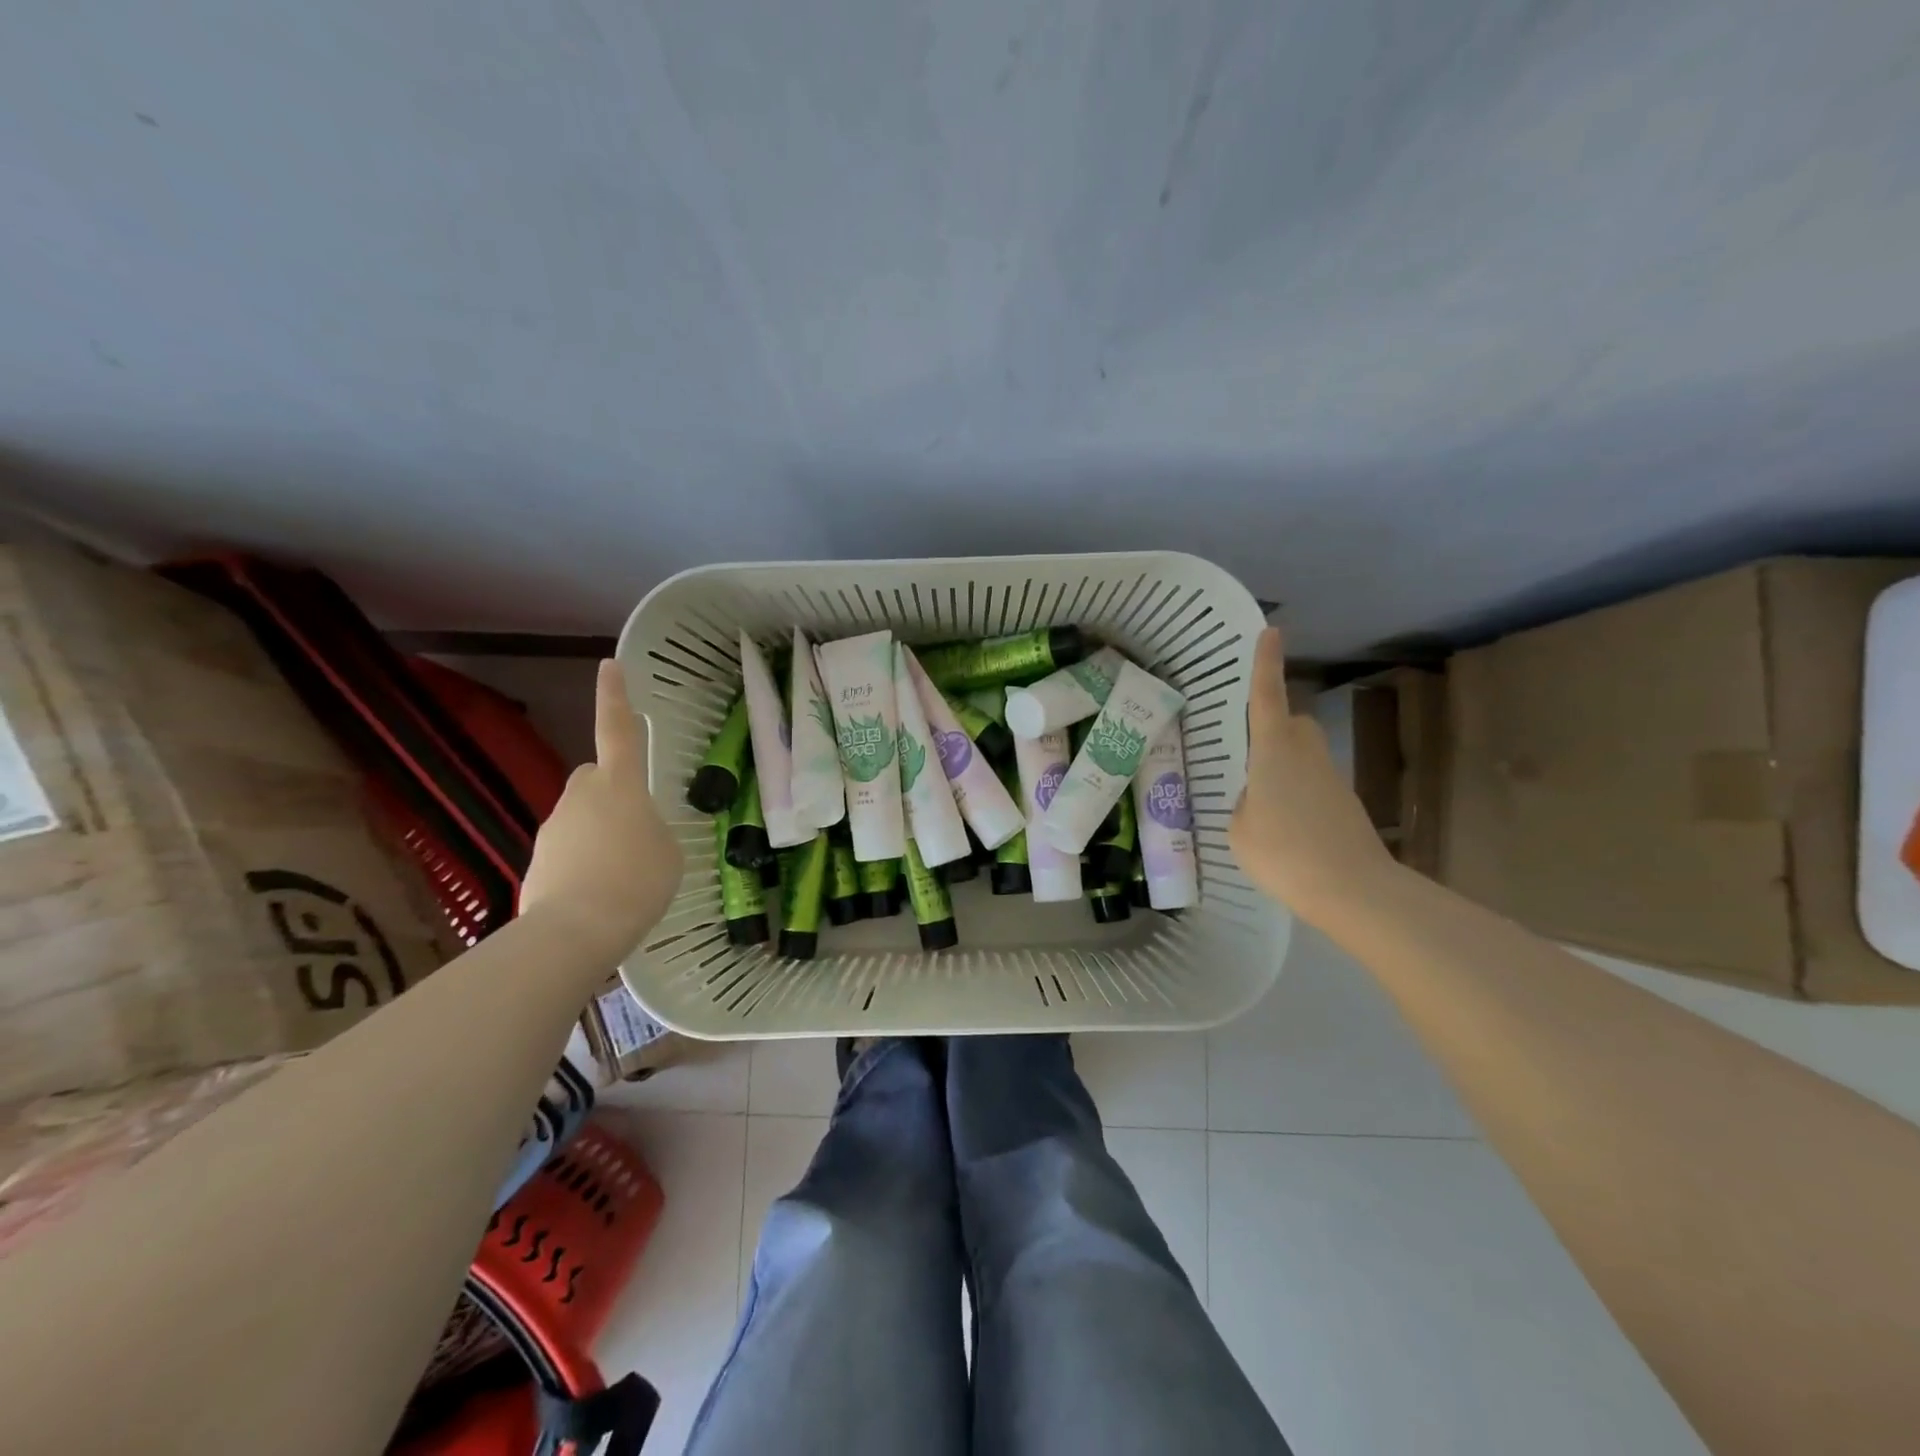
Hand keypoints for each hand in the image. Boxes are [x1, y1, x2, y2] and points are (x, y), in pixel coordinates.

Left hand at [520, 661, 683, 962]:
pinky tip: (600, 895)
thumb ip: (652, 831)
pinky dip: (584, 864)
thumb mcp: (668, 852)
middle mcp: (580, 796)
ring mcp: (553, 828)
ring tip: (622, 876)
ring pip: (581, 818)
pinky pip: (569, 851)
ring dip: (600, 834)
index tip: (610, 665)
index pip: (616, 729)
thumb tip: (634, 833)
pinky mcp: (536, 862)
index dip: (615, 697)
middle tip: (635, 826)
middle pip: (595, 778)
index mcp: (619, 784)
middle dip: (611, 791)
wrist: (576, 931)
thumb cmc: (637, 880)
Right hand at [1230, 627, 1397, 923]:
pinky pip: (1312, 785)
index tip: (1271, 631)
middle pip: (1292, 724)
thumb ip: (1245, 803)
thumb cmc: (1283, 851)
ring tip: (1262, 809)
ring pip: (1303, 756)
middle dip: (1274, 729)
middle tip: (1250, 758)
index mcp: (1273, 750)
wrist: (1351, 888)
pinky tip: (1286, 832)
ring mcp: (1330, 778)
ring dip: (1283, 769)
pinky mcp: (1345, 803)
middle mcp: (1305, 753)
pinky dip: (1297, 796)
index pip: (1267, 697)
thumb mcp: (1240, 829)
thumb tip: (1258, 797)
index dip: (1266, 664)